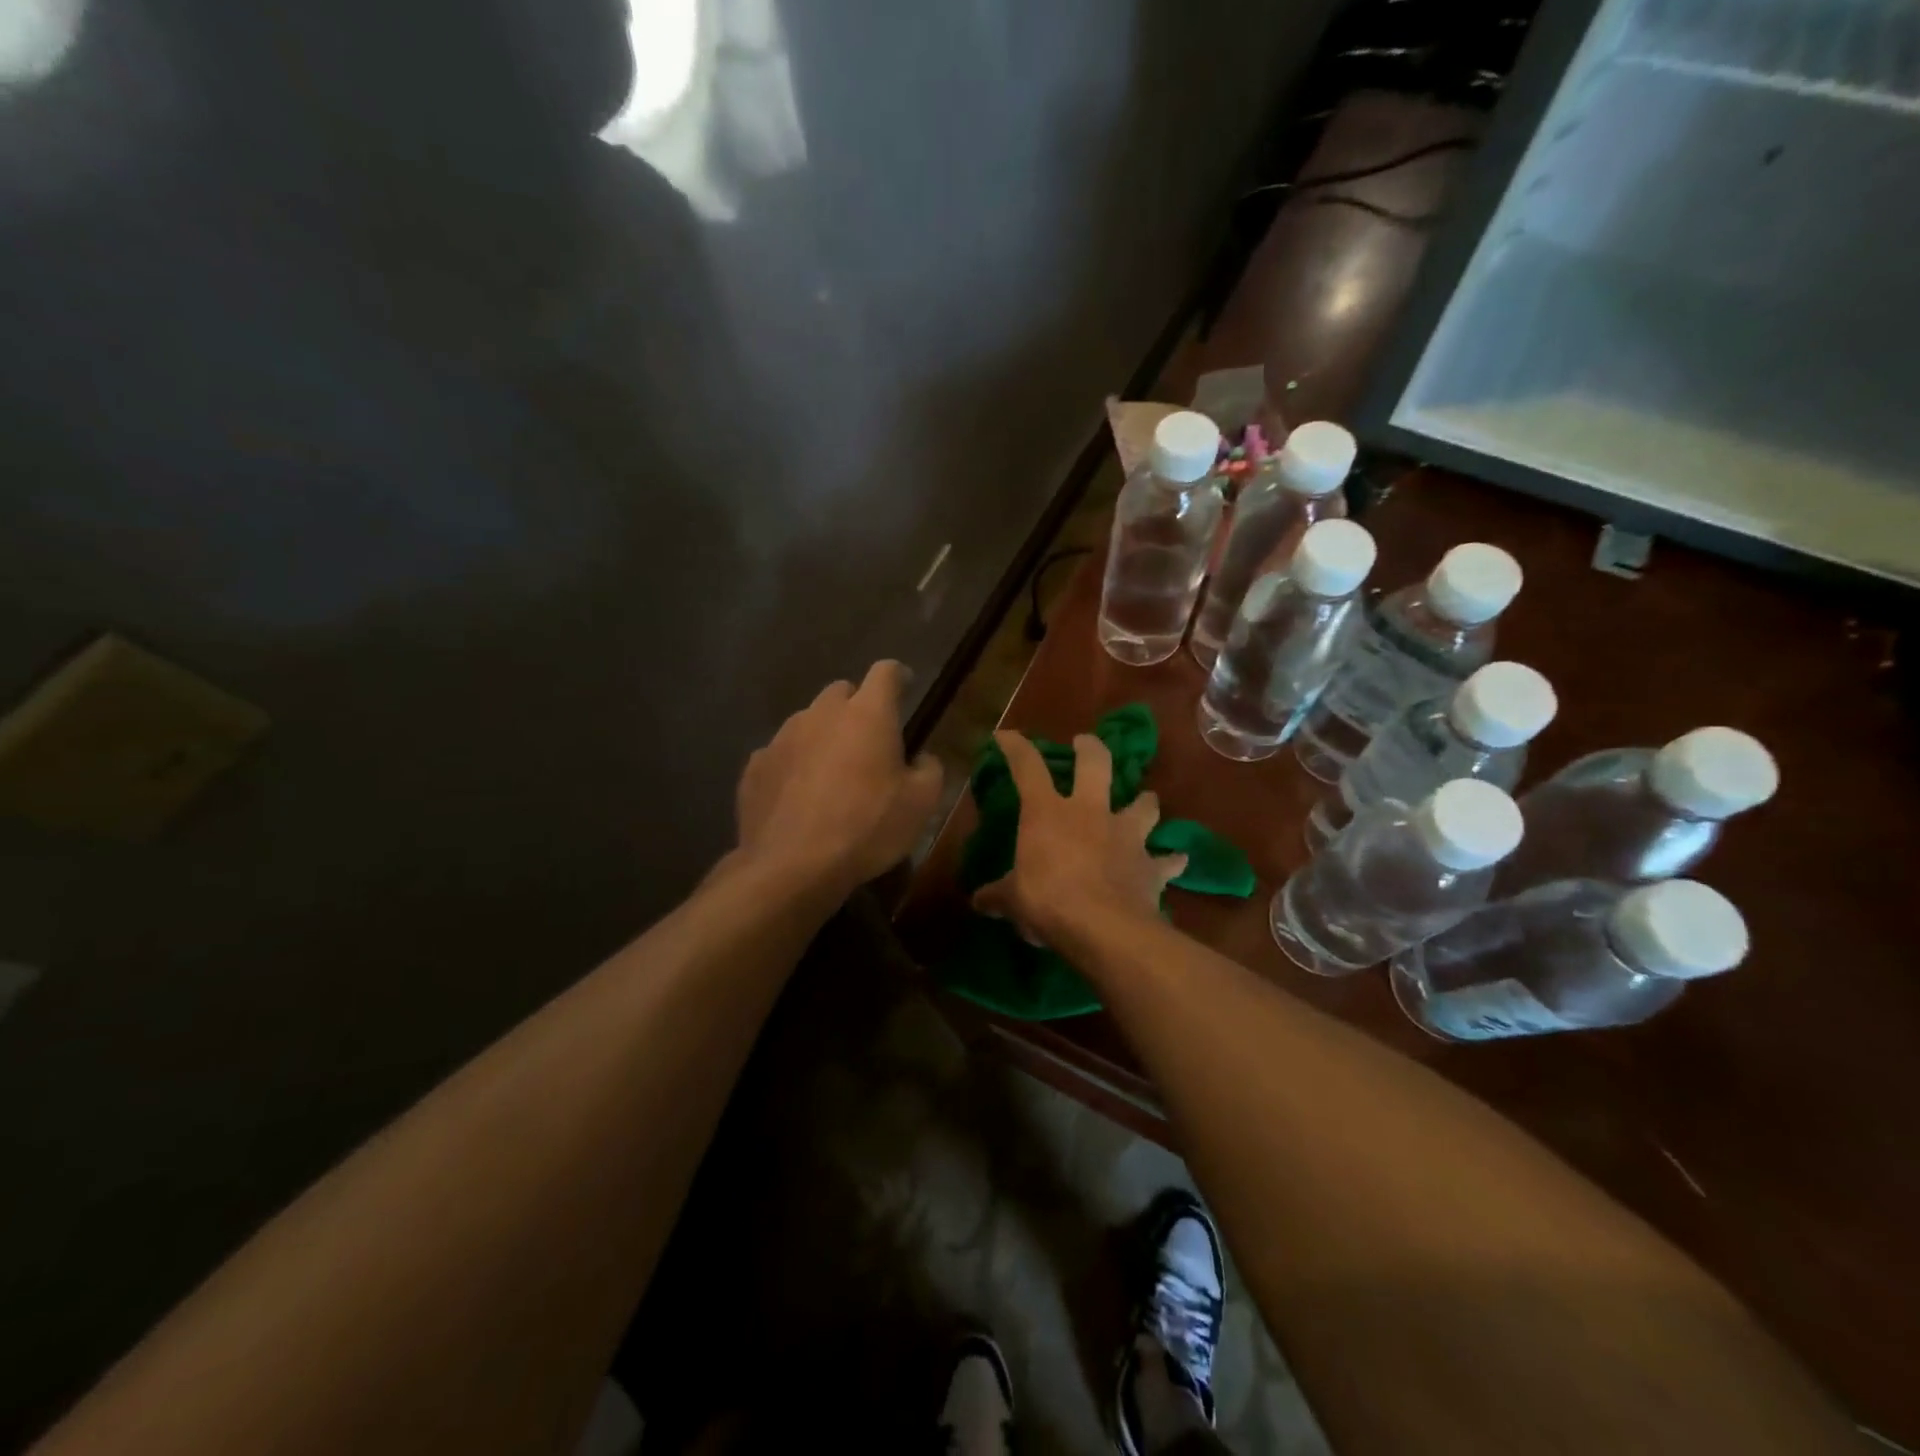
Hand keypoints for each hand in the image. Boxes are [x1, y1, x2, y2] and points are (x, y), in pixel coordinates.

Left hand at [734, 661, 944, 897]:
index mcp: (867, 714)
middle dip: (857, 708)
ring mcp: (782, 737)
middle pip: (842, 692)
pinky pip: (781, 753)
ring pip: (808, 722)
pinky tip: (799, 796)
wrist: (792, 866)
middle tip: (869, 741)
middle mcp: (821, 713)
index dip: (899, 676)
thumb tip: (921, 758)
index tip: (906, 686)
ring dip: (824, 736)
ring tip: (832, 774)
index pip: (886, 672)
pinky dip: (794, 765)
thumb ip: (929, 770)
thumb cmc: (867, 827)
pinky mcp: (755, 766)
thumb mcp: (921, 804)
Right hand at [972, 731, 1185, 945]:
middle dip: (1091, 748)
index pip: (1027, 768)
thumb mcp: (1013, 900)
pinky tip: (1176, 860)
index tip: (1006, 736)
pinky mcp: (1150, 865)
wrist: (1104, 928)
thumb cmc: (1048, 902)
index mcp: (1048, 813)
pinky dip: (1170, 860)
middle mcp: (1090, 813)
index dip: (1016, 748)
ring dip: (1145, 802)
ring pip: (1143, 804)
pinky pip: (1167, 860)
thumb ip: (998, 896)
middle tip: (1086, 742)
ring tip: (1146, 800)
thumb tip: (979, 901)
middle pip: (1096, 765)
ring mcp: (1125, 836)